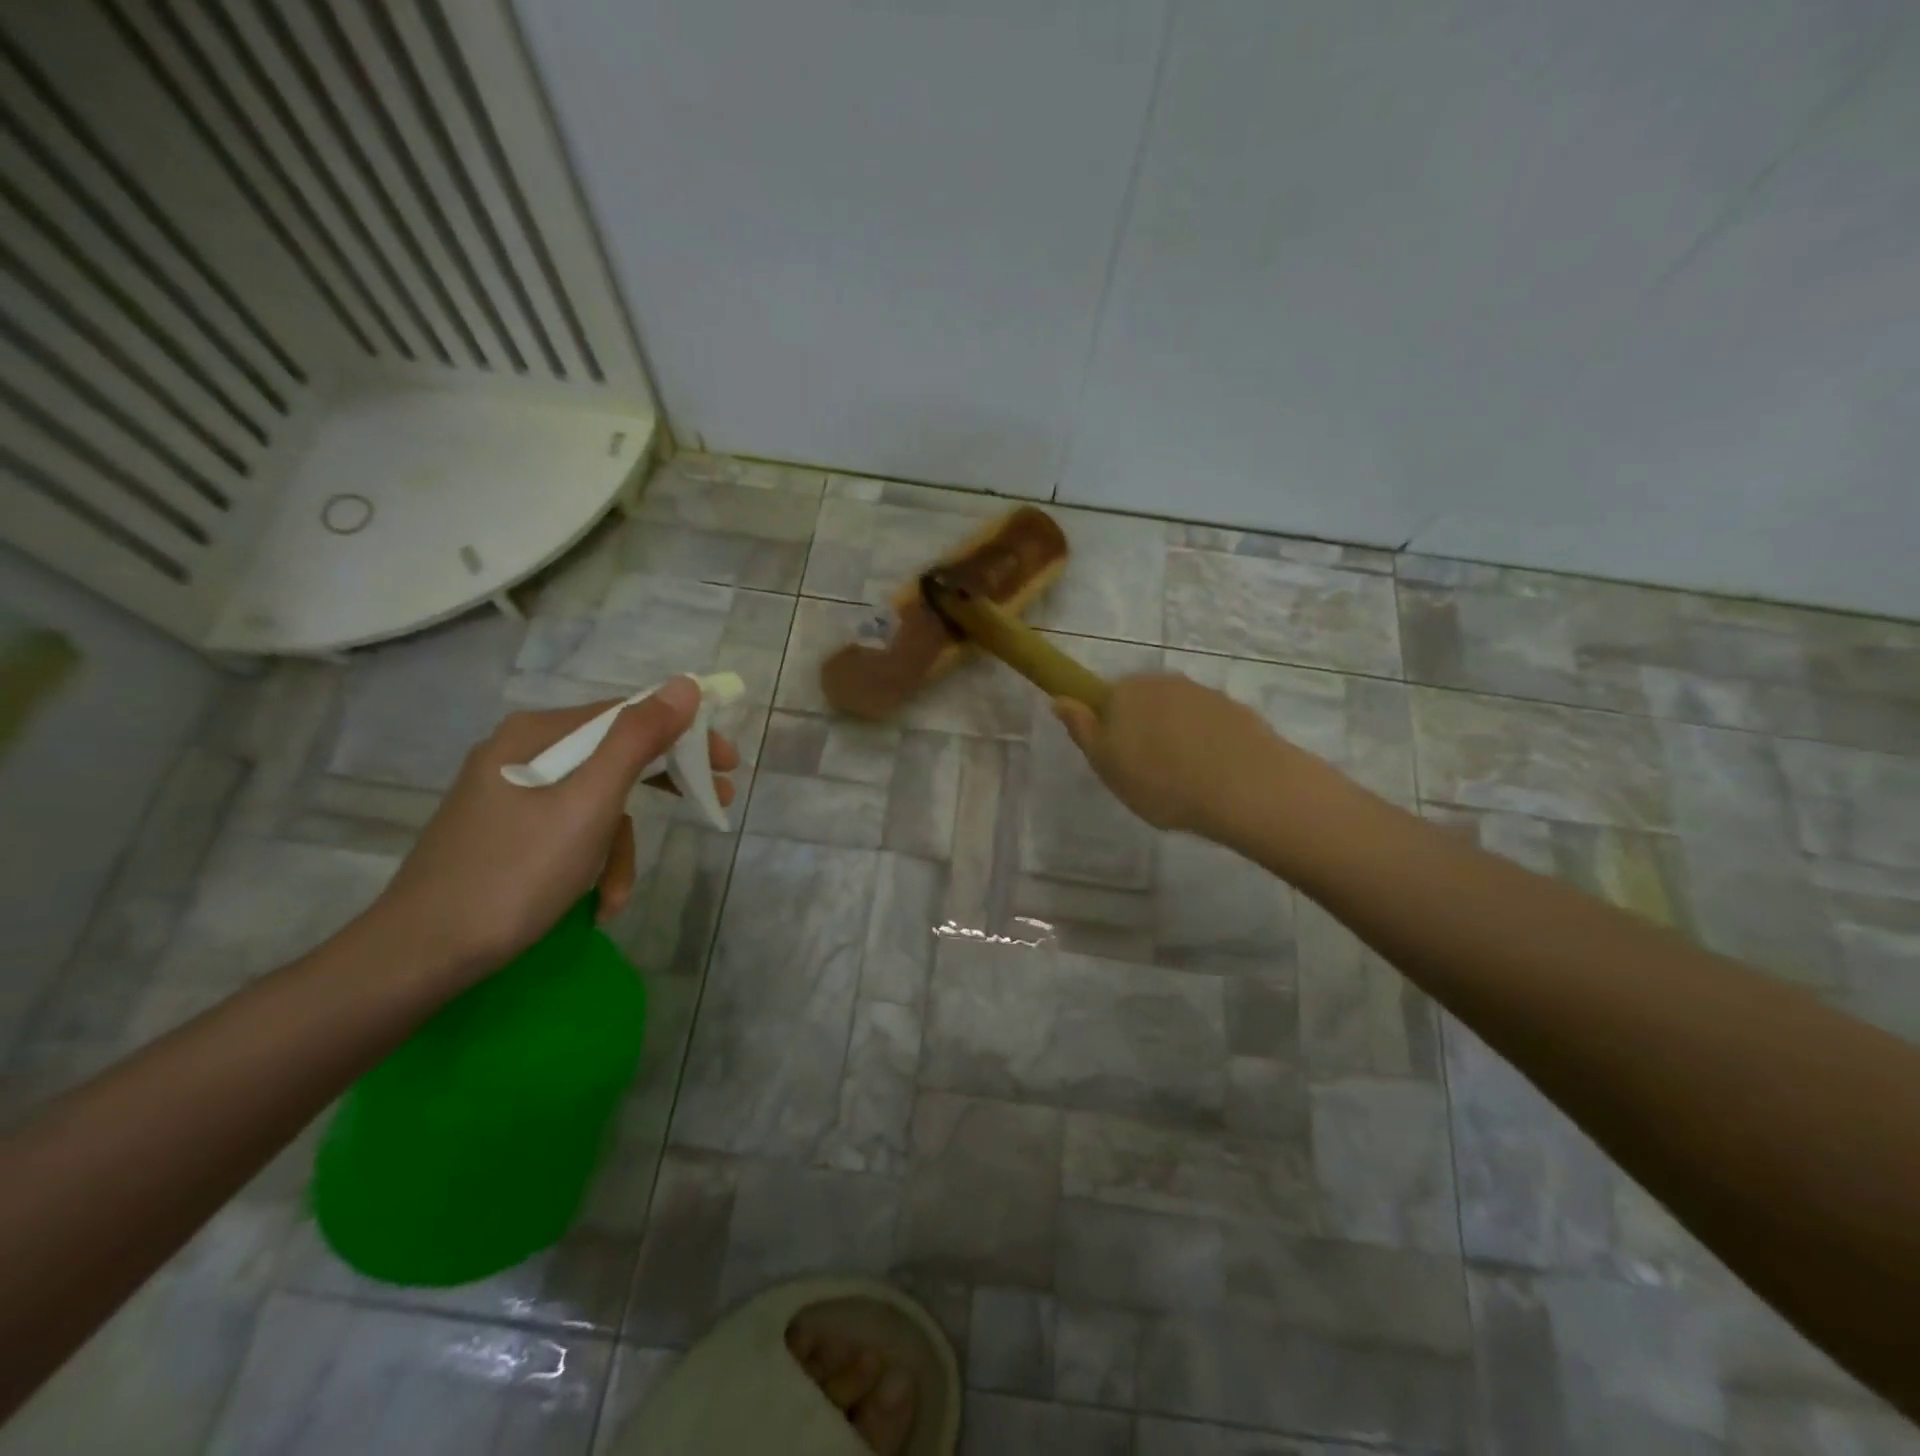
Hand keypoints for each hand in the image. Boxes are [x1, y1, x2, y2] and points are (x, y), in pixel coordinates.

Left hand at [362, 677, 738, 992]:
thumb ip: (638, 740)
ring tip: (618, 895)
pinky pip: (569, 830)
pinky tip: (596, 902)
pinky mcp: (506, 832)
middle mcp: (522, 753)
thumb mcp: (589, 804)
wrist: (418, 957)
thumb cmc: (513, 874)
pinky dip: (590, 863)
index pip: (628, 715)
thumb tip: (685, 685)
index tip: (727, 764)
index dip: (685, 734)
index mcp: (537, 735)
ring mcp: (510, 794)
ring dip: (619, 847)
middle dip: (663, 785)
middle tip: (715, 800)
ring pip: (595, 801)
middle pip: (614, 755)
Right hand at [1053, 673, 1326, 839]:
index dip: (1110, 727)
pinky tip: (1213, 774)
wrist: (1245, 788)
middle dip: (1144, 729)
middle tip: (1148, 774)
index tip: (1119, 758)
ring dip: (1178, 736)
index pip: (1107, 698)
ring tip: (1185, 779)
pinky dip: (1207, 743)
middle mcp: (1164, 682)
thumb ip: (1082, 729)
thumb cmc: (1161, 781)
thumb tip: (1060, 699)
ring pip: (1179, 713)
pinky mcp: (1237, 710)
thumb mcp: (1106, 765)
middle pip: (1144, 702)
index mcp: (1125, 691)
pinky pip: (1210, 725)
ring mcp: (1204, 693)